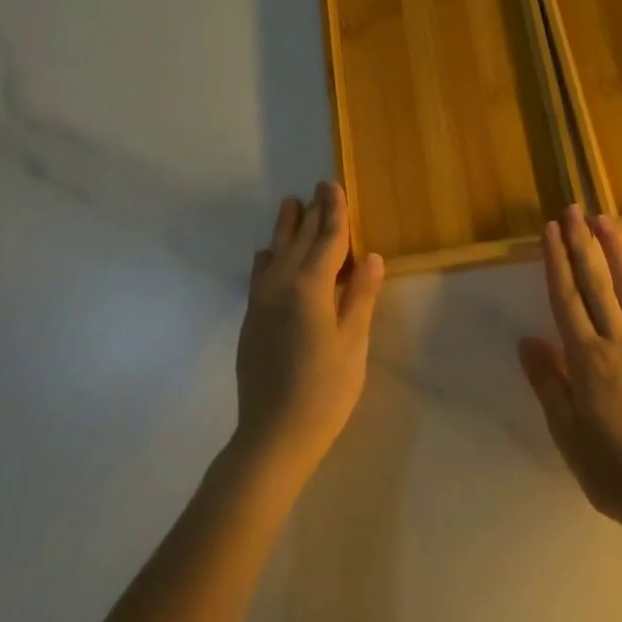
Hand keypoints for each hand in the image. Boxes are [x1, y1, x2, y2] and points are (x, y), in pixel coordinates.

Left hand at [234, 181, 384, 483]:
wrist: (272, 435)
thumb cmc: (325, 390)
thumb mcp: (353, 342)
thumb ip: (360, 296)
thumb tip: (370, 257)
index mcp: (310, 288)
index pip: (326, 240)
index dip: (334, 212)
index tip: (334, 186)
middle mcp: (280, 286)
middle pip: (298, 240)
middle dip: (311, 213)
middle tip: (319, 188)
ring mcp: (261, 302)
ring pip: (274, 252)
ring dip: (286, 228)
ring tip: (291, 205)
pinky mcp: (250, 320)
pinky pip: (259, 274)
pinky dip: (268, 256)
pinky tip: (269, 254)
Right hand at [519, 206, 621, 538]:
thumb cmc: (615, 472)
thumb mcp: (567, 435)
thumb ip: (549, 384)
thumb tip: (528, 341)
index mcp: (587, 360)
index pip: (566, 300)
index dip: (556, 262)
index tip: (550, 230)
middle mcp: (618, 342)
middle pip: (595, 285)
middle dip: (582, 245)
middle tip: (573, 210)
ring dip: (617, 253)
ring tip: (605, 221)